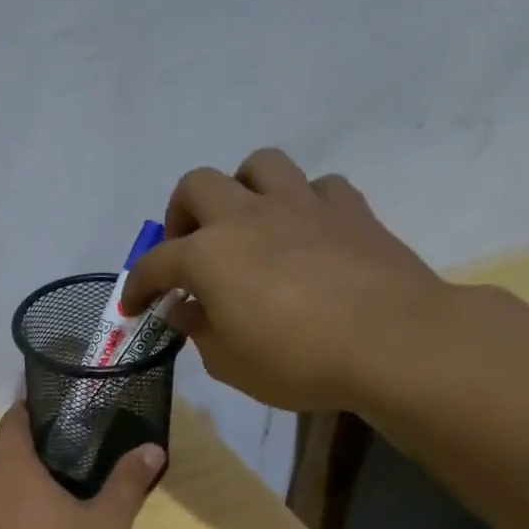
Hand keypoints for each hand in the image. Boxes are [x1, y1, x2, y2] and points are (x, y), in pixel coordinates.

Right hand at [120, 149, 448, 410]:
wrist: (394, 342)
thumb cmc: (298, 361)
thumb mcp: (228, 362)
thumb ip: (198, 328)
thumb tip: (183, 306)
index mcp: (209, 255)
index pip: (155, 263)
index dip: (137, 286)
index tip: (134, 307)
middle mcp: (247, 216)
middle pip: (196, 185)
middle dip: (180, 215)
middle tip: (187, 250)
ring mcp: (301, 204)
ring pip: (259, 165)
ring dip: (241, 190)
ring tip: (245, 225)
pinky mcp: (349, 208)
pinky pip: (316, 188)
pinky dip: (301, 205)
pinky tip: (304, 234)